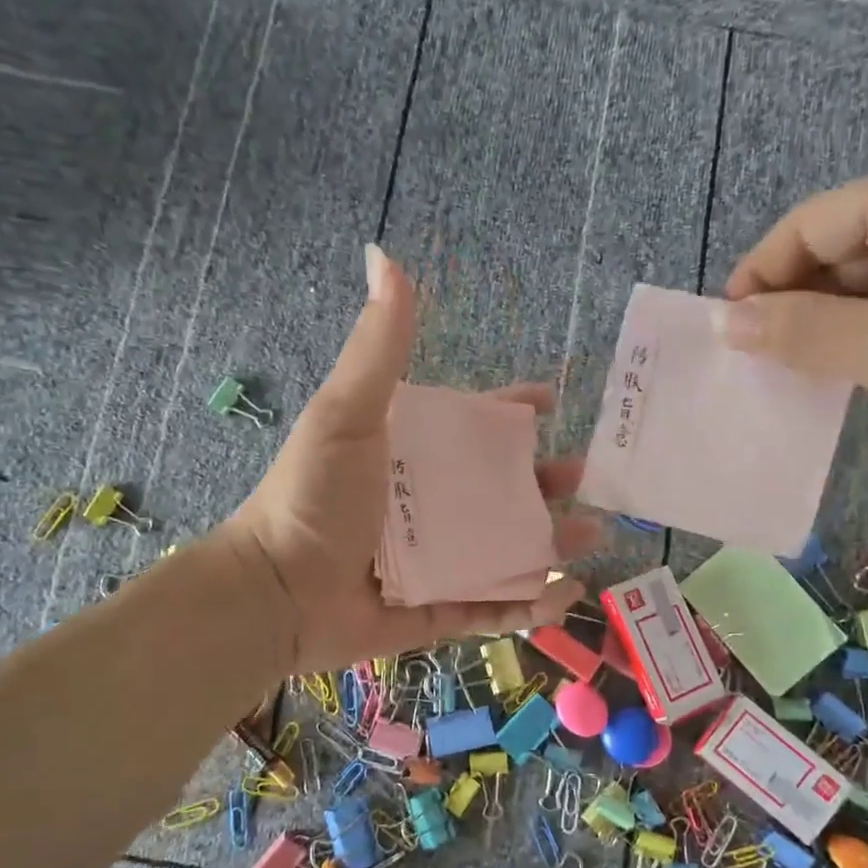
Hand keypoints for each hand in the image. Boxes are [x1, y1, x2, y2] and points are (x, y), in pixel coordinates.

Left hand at [224, 245, 599, 672]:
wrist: (276, 593)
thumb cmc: (313, 498)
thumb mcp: (347, 416)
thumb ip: (378, 347)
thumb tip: (385, 256)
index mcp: (409, 457)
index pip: (471, 428)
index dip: (511, 412)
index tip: (550, 403)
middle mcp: (426, 506)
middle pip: (499, 489)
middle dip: (544, 482)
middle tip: (583, 479)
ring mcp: (434, 561)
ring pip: (506, 548)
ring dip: (551, 543)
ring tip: (591, 536)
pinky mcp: (436, 611)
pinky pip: (492, 608)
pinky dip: (529, 604)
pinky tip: (564, 595)